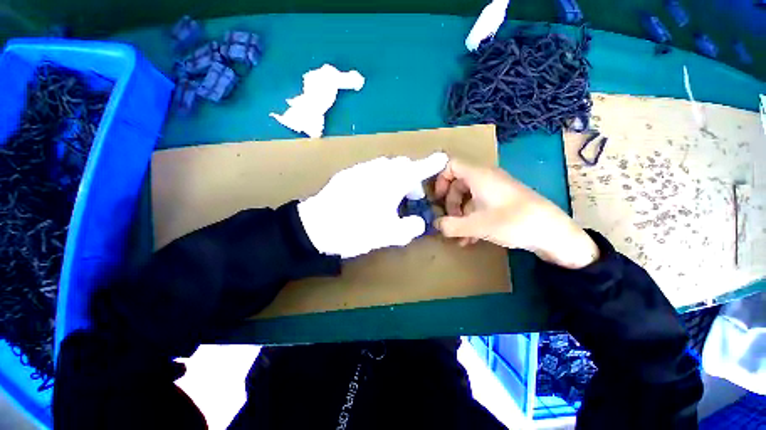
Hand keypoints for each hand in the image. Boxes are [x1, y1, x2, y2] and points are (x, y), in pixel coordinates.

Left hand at [298, 153, 447, 258]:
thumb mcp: (388, 234)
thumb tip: (417, 222)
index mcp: (390, 182)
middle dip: (411, 177)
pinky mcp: (347, 174)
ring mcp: (360, 170)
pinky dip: (380, 178)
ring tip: (393, 197)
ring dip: (395, 177)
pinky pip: (371, 170)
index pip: (417, 168)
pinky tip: (373, 194)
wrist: (314, 227)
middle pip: (401, 165)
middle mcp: (377, 170)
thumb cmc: (355, 229)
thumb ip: (410, 228)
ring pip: (385, 166)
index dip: (431, 164)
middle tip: (412, 196)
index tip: (442, 159)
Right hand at [433, 159, 598, 268]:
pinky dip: (472, 218)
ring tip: (459, 236)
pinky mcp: (503, 201)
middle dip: (450, 204)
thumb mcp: (476, 225)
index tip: (437, 198)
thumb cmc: (513, 222)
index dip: (440, 180)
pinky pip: (480, 205)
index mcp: (479, 176)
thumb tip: (435, 225)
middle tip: (449, 221)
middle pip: (458, 184)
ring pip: (468, 197)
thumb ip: (451, 225)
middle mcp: (486, 178)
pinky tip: (470, 238)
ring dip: (460, 215)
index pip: (451, 165)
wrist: (553, 232)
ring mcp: (495, 190)